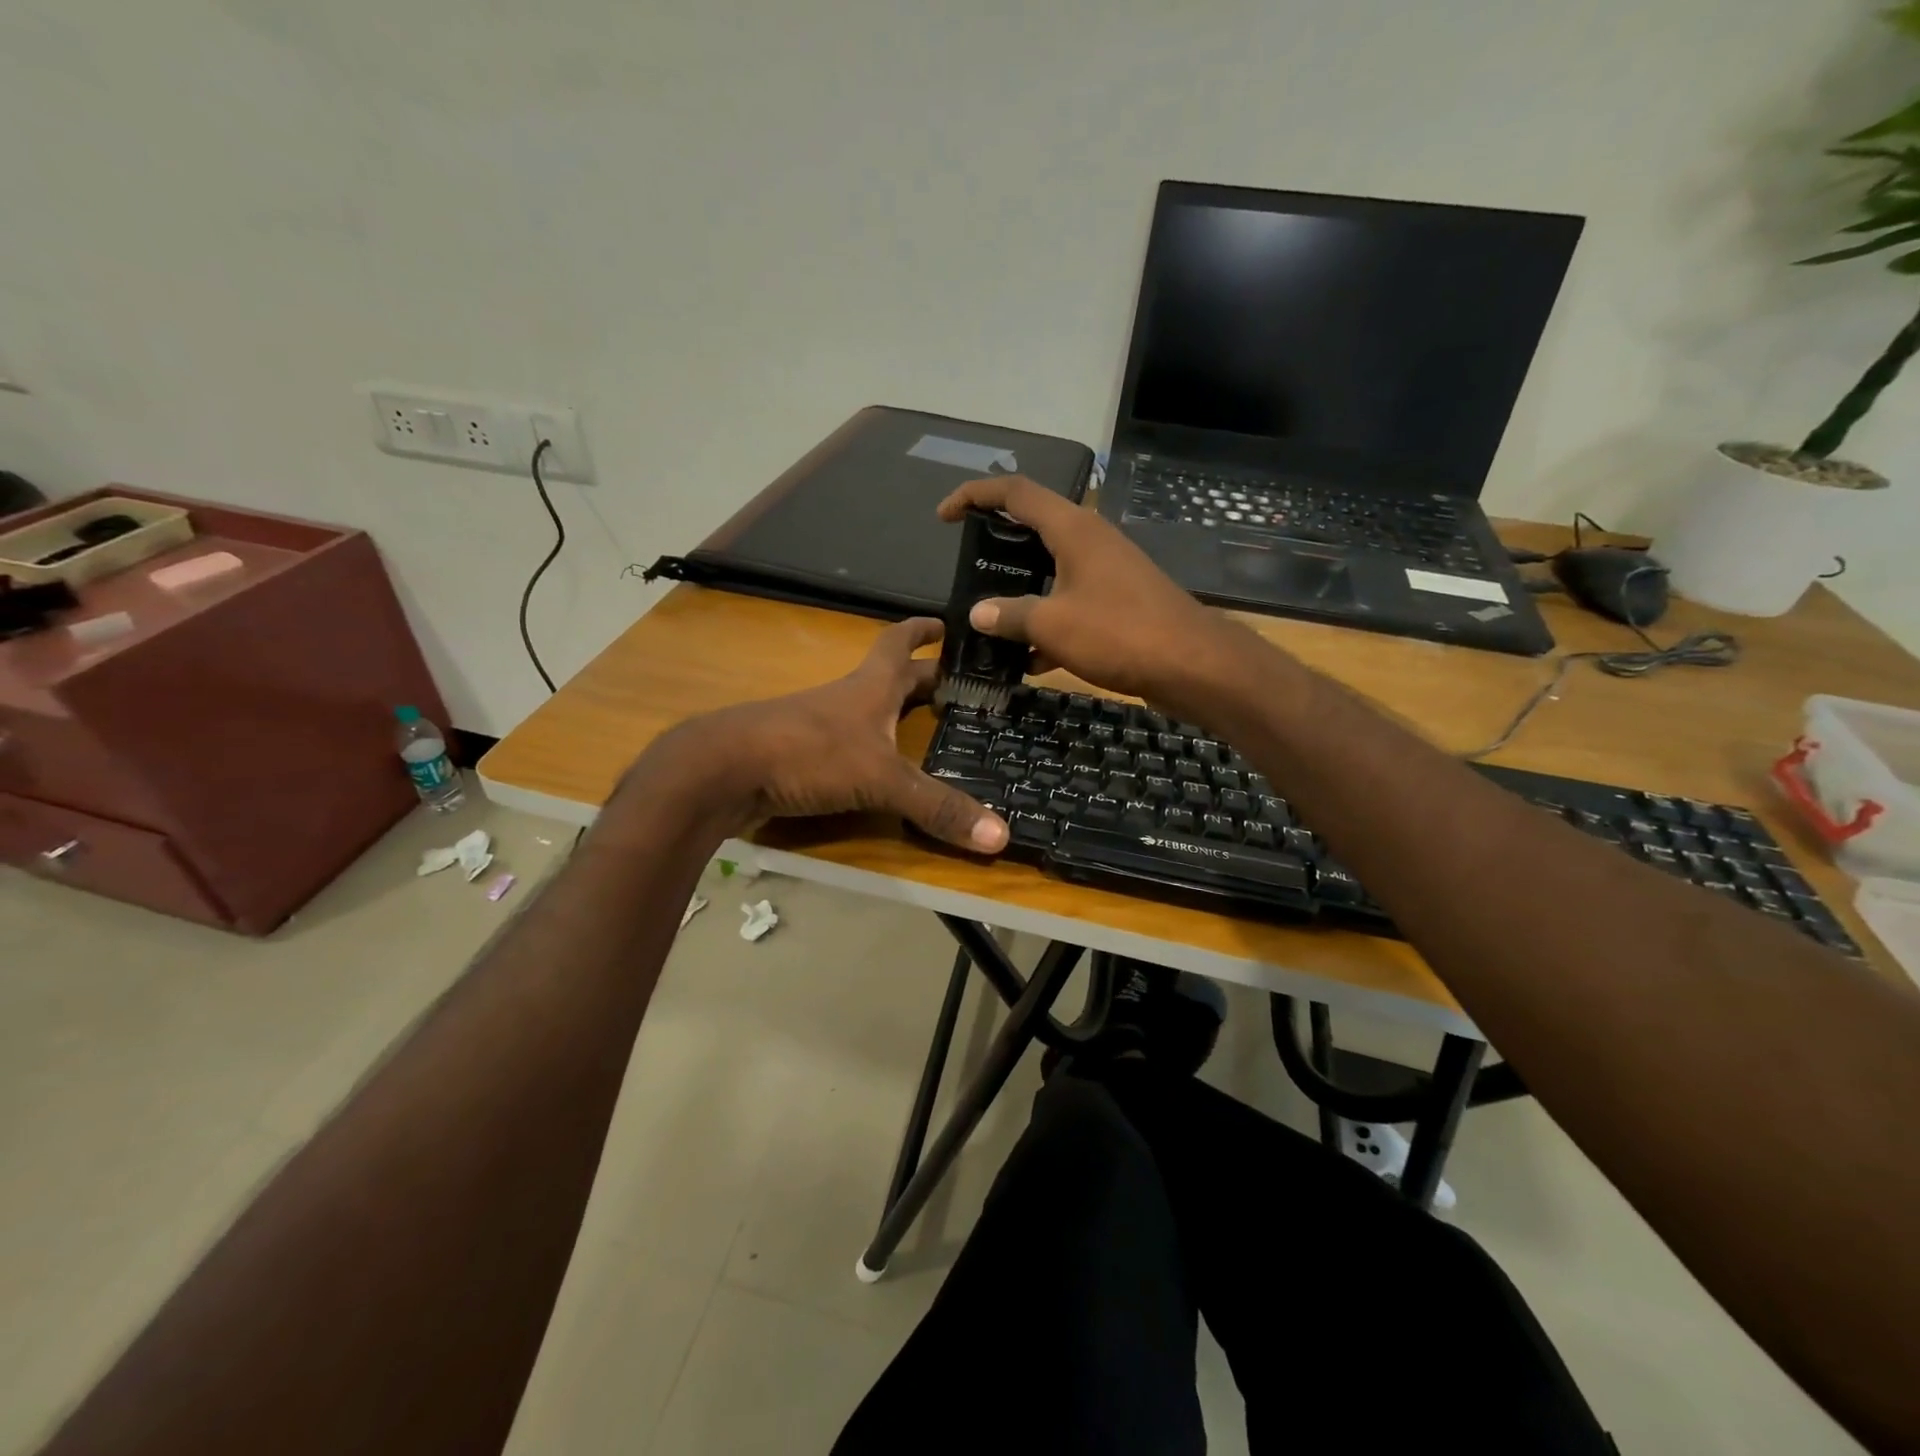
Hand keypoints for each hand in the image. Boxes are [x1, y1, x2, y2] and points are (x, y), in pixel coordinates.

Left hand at [643, 618, 1008, 852]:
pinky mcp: (799, 755)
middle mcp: (846, 699)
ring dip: (894, 714)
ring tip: (926, 729)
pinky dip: (868, 749)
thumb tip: (1001, 837)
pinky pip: (845, 745)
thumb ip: (937, 806)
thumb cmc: (808, 754)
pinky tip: (878, 768)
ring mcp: (818, 726)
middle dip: (922, 679)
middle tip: (957, 688)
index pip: (900, 644)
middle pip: (889, 679)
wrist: (723, 771)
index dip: (924, 631)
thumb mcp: (881, 780)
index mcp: (870, 687)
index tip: (947, 623)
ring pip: (866, 711)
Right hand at [936, 475, 1256, 712]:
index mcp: (1073, 529)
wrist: (1193, 665)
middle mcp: (1091, 541)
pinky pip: (1072, 603)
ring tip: (991, 619)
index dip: (975, 495)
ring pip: (1052, 571)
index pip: (1015, 492)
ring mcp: (1108, 572)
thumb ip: (1009, 615)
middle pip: (1034, 527)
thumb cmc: (1119, 632)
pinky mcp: (1120, 602)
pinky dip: (1048, 623)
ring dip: (1022, 592)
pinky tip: (1030, 661)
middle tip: (968, 567)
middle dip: (998, 545)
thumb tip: (978, 613)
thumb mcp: (1052, 624)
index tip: (945, 517)